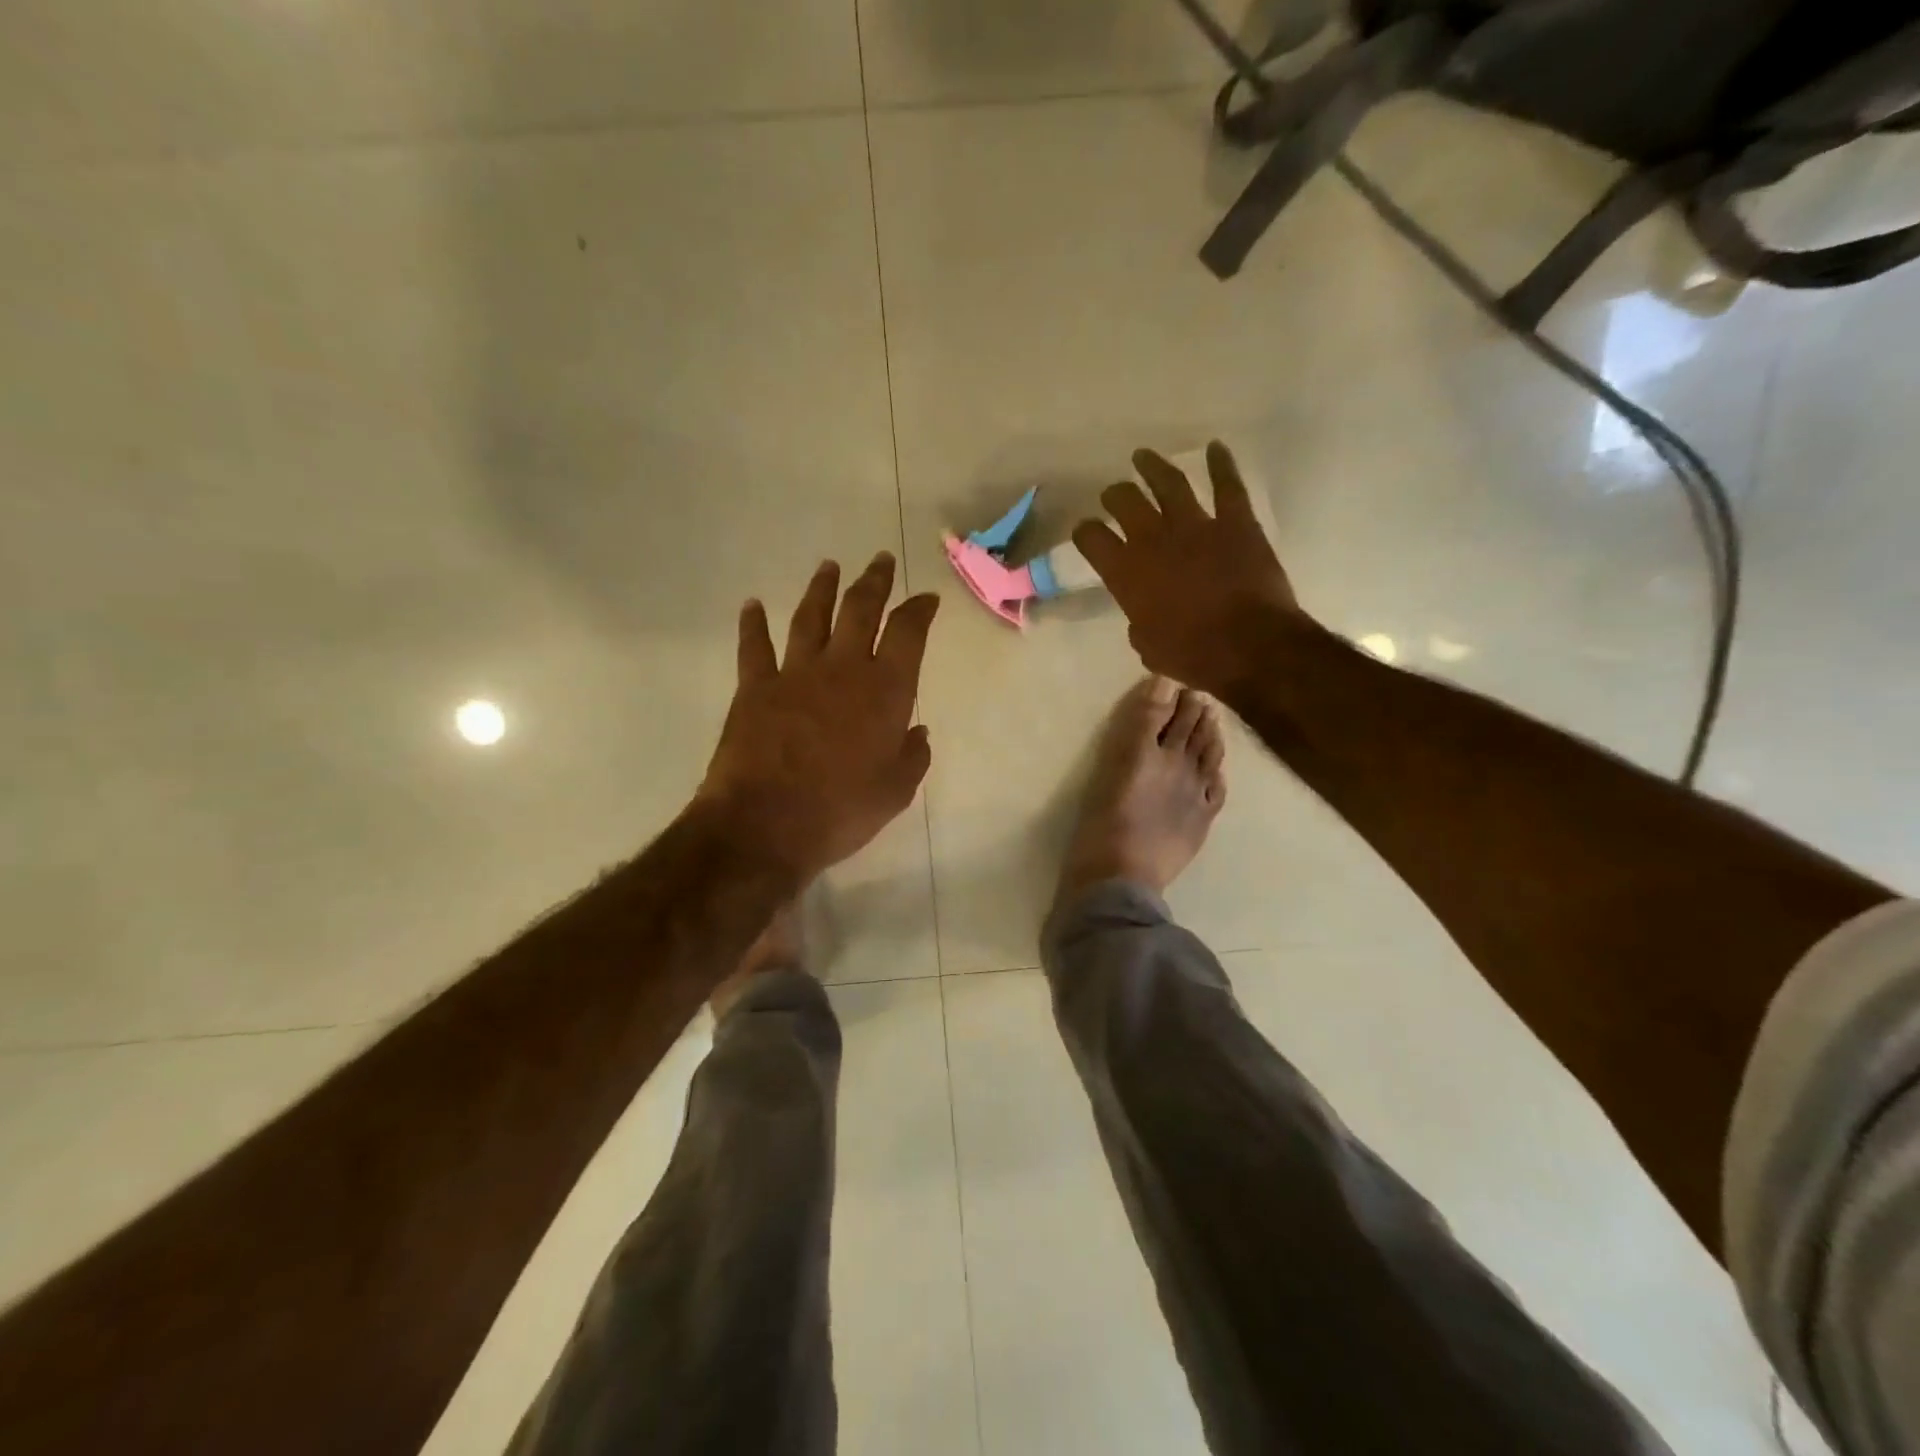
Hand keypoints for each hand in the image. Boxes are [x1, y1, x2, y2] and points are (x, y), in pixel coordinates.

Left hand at [698, 553, 938, 879]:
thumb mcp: (895, 792)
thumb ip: (912, 757)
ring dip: (822, 589)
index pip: (909, 633)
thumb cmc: (841, 811)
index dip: (919, 610)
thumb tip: (917, 733)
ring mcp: (795, 673)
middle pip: (861, 610)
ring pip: (812, 617)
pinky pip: (754, 646)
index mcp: (885, 691)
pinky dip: (753, 624)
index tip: (925, 598)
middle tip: (880, 560)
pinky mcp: (755, 687)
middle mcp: (844, 669)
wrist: (766, 825)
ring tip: (829, 567)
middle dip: (874, 582)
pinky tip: (752, 605)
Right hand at [1072, 442, 1302, 694]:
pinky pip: (1227, 485)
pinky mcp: (1236, 522)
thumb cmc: (1192, 654)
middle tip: (1114, 495)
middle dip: (1115, 495)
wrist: (1249, 647)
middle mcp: (1153, 539)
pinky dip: (1221, 464)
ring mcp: (1196, 525)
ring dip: (1152, 467)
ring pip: (1168, 482)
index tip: (1087, 532)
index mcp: (1126, 572)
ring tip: (1142, 457)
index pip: (1091, 538)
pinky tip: (1216, 449)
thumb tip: (1143, 616)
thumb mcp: (1148, 646)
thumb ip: (1139, 622)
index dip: (1085, 532)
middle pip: (1124, 501)